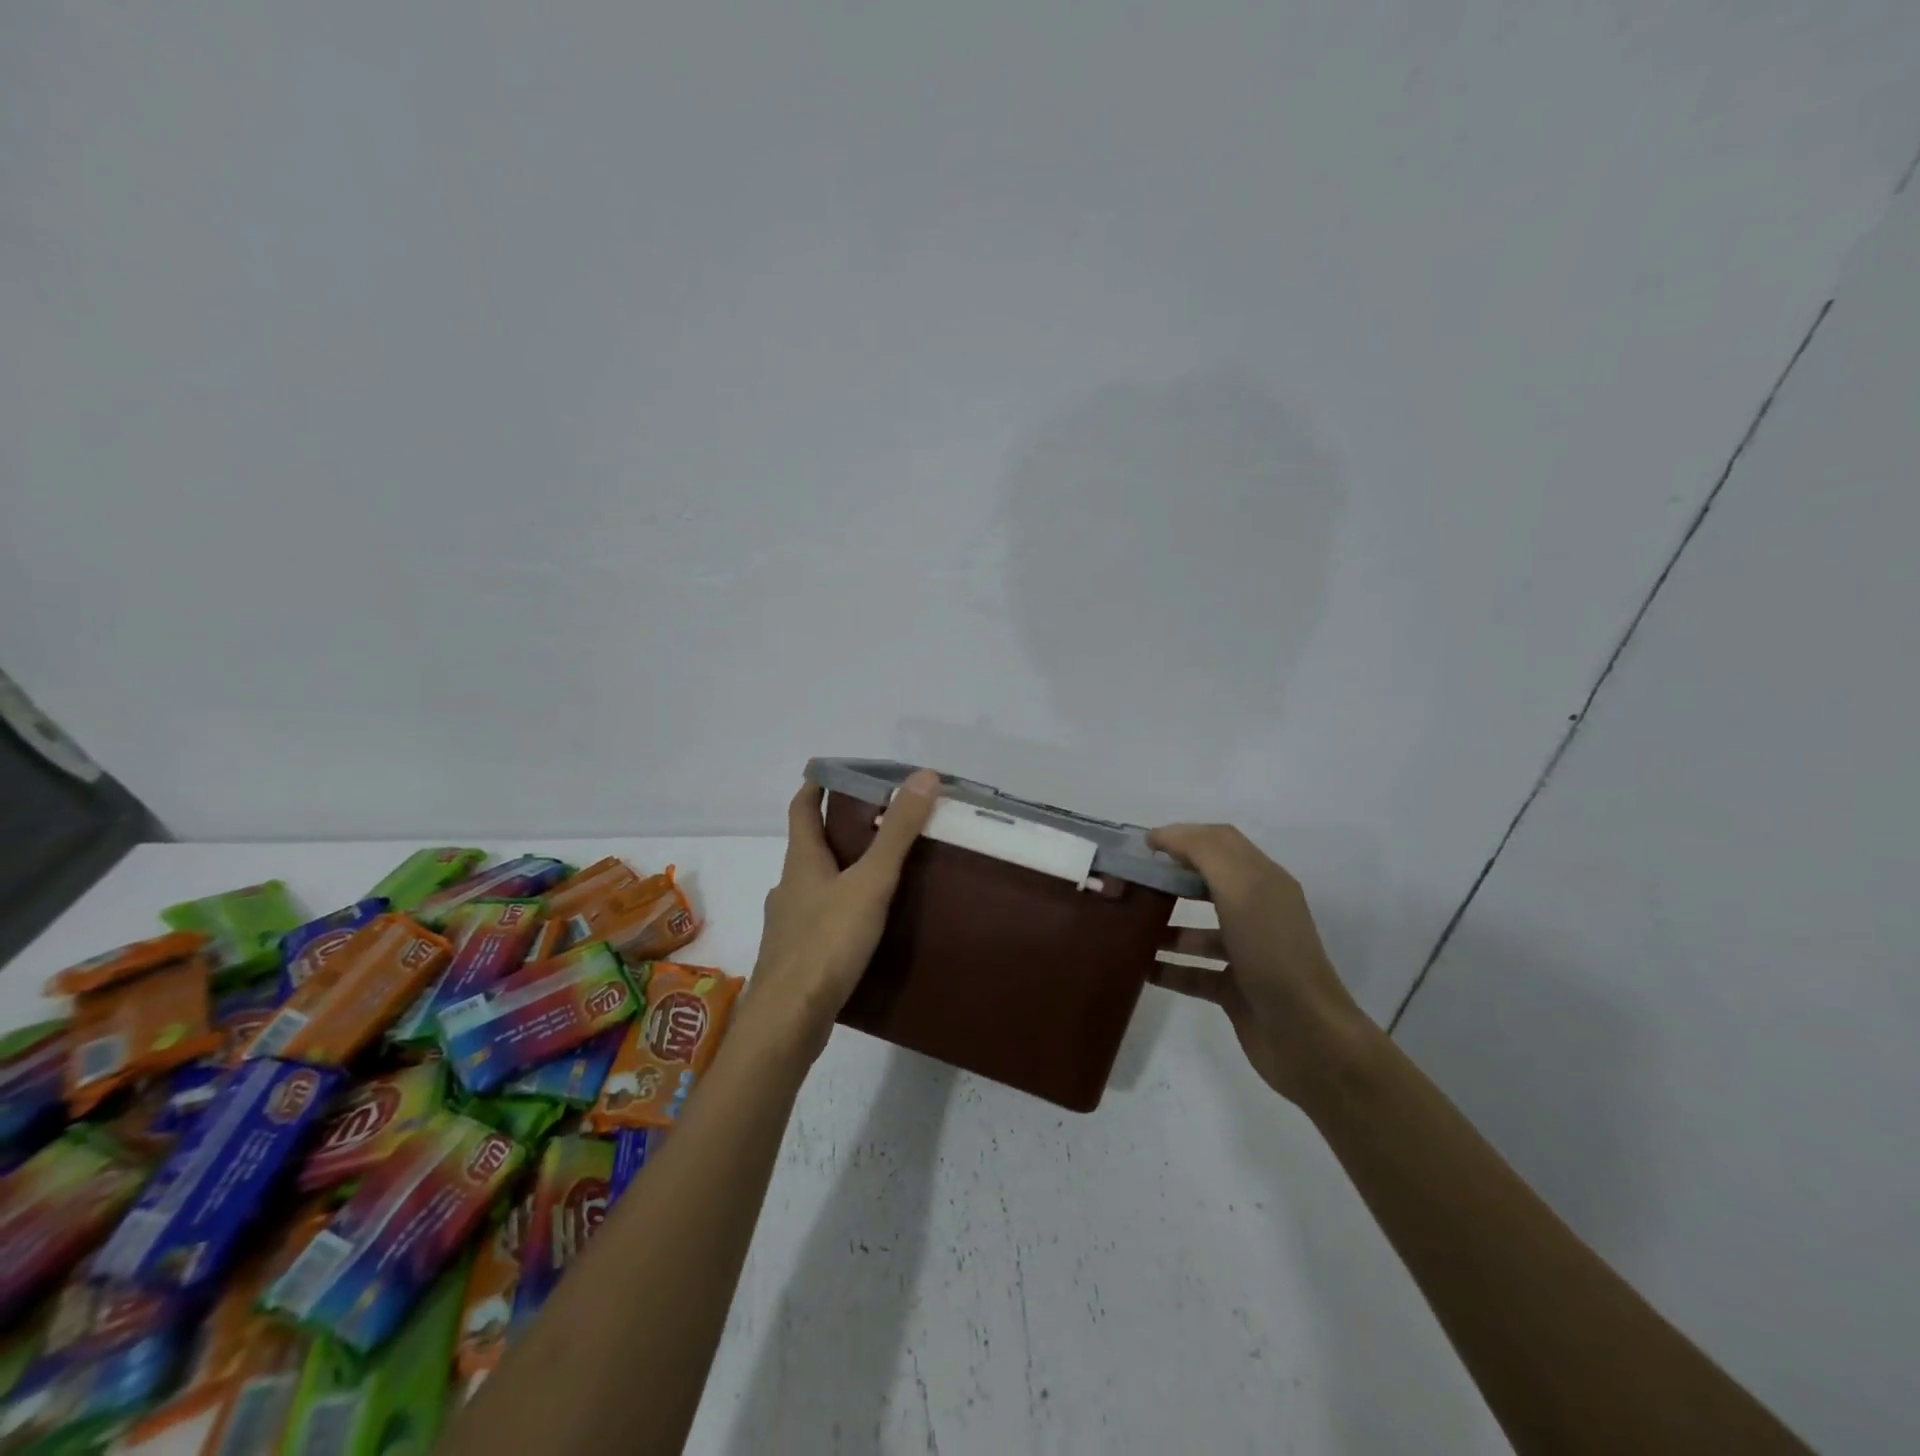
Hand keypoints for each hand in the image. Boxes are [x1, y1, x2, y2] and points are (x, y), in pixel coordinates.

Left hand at [748, 770, 941, 1059]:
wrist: (789, 1019)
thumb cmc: (827, 942)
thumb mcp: (871, 881)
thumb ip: (897, 832)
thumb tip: (923, 776)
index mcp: (801, 861)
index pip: (802, 808)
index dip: (816, 786)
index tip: (834, 771)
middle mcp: (789, 886)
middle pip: (811, 846)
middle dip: (839, 830)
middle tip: (880, 822)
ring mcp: (789, 924)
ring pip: (816, 885)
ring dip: (842, 872)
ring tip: (881, 874)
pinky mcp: (797, 957)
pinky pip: (820, 920)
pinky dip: (841, 910)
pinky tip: (866, 926)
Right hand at [1147, 824, 1376, 1106]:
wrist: (1308, 1038)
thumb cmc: (1273, 954)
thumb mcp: (1241, 889)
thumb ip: (1204, 853)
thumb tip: (1164, 837)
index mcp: (1263, 881)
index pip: (1219, 842)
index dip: (1182, 836)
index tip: (1142, 847)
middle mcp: (1256, 911)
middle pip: (1206, 883)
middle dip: (1169, 879)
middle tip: (1130, 884)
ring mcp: (1246, 952)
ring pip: (1197, 929)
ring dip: (1163, 925)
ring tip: (1127, 927)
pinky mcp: (1235, 989)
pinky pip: (1193, 972)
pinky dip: (1167, 968)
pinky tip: (1140, 970)